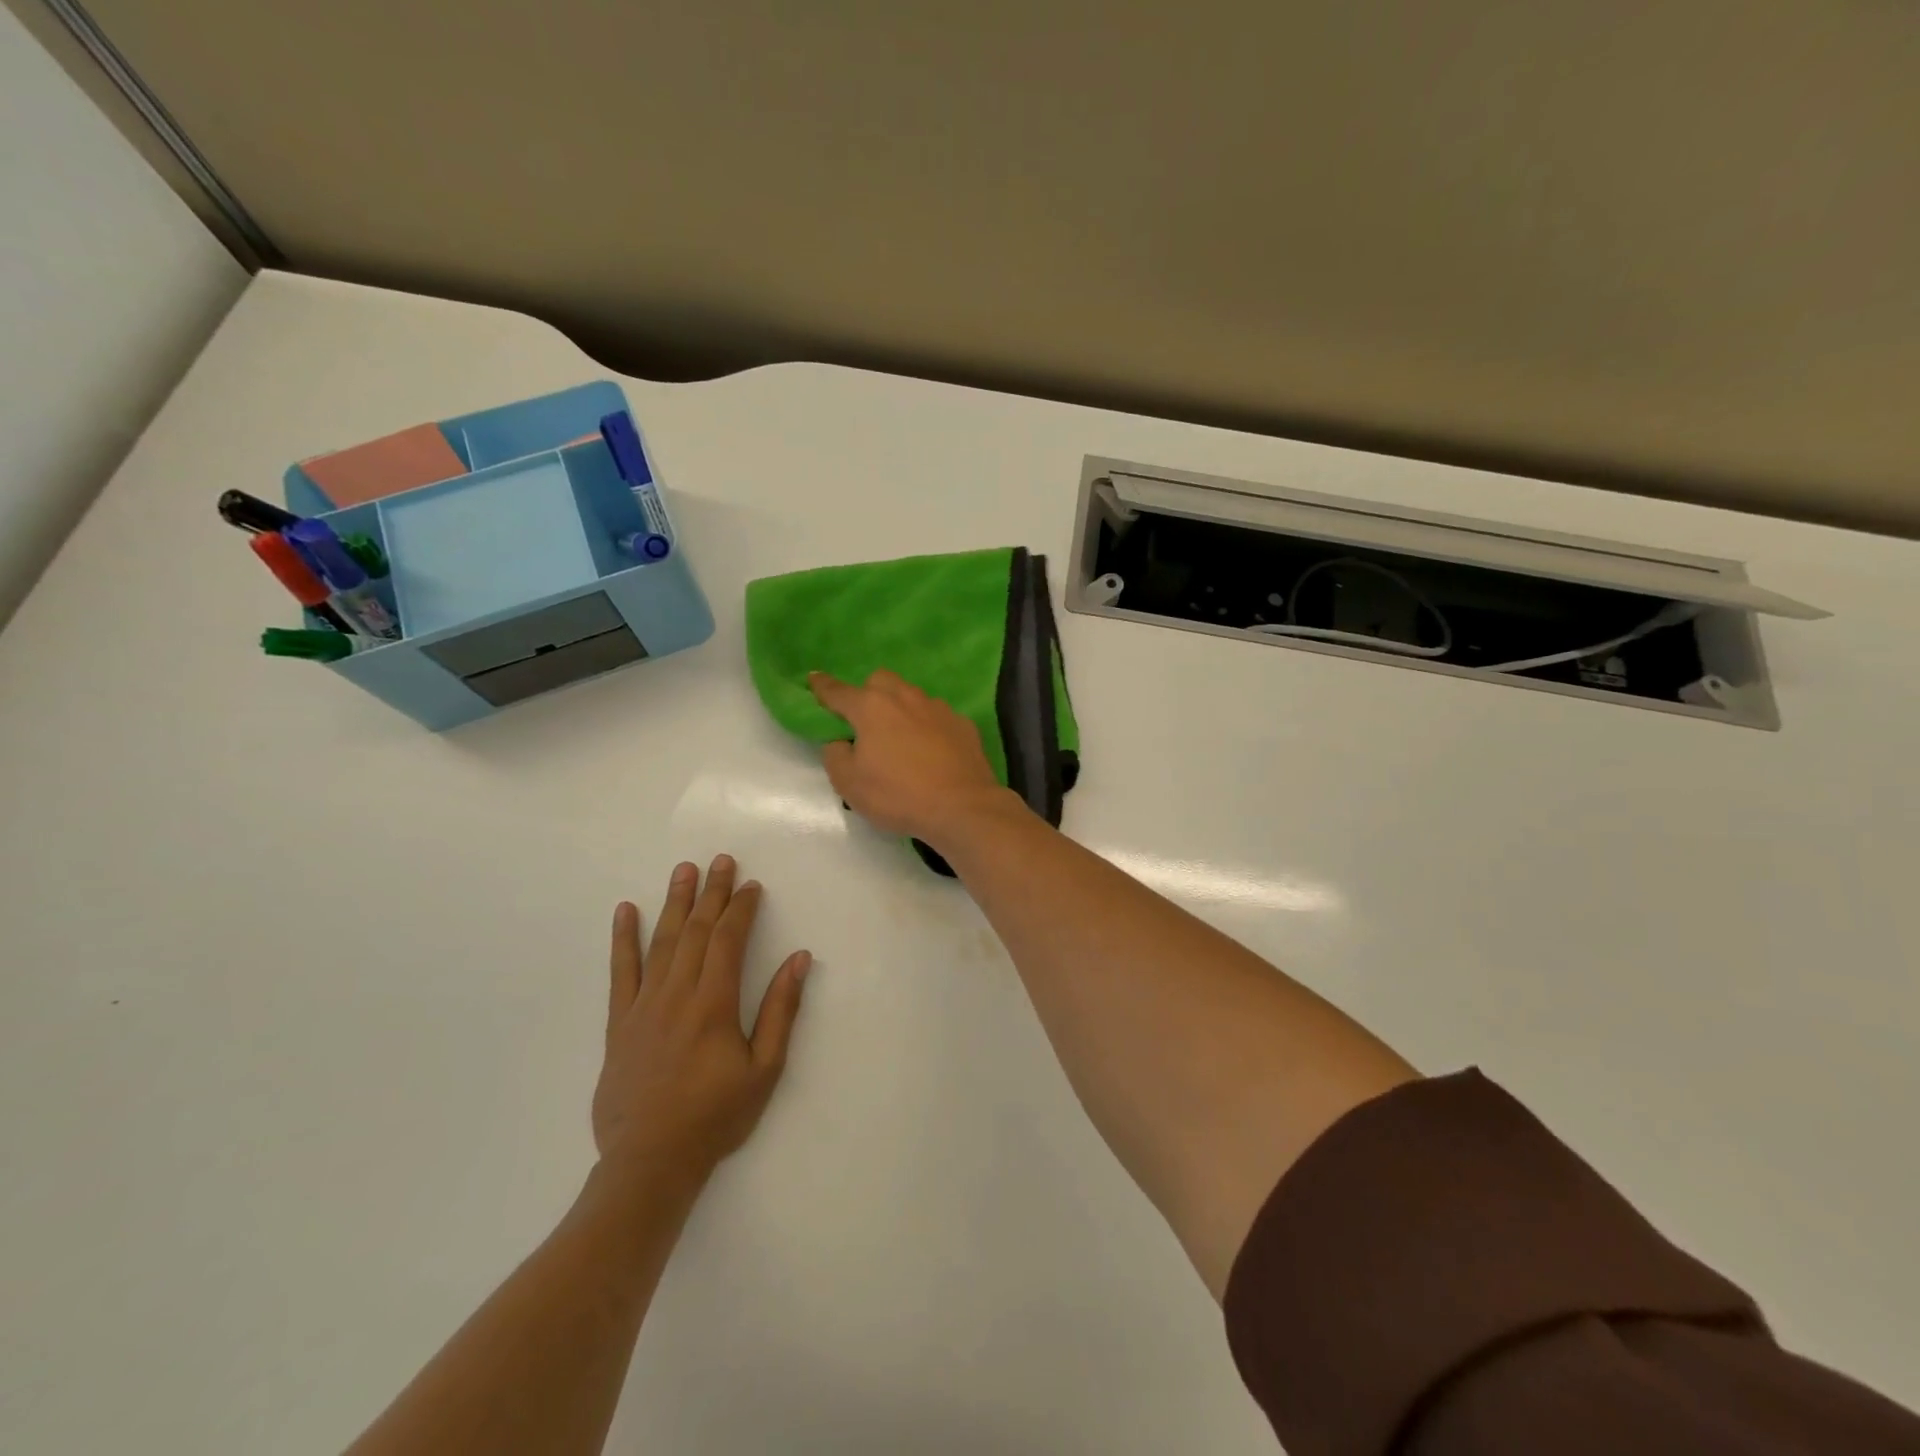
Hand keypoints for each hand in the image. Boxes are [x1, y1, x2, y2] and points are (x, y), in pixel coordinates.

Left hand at [592, 856, 810, 1181]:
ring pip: (661, 942)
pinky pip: (621, 972)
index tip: (750, 885)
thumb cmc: (715, 1116)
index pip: (728, 940)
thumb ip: (781, 1010)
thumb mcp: (764, 1068)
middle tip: (720, 860)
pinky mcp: (620, 1022)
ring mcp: (643, 1006)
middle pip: (696, 931)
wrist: (649, 1162)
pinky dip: (623, 939)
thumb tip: (800, 959)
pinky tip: (625, 911)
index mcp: (714, 1003)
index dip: (740, 908)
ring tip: (683, 870)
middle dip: (710, 893)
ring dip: (674, 902)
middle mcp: (677, 994)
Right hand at [810, 669, 1014, 844]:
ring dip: (901, 710)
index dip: (822, 687)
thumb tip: (841, 741)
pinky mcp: (963, 724)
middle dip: (868, 693)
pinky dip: (929, 728)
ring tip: (901, 739)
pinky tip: (932, 751)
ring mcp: (938, 708)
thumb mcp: (849, 784)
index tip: (813, 679)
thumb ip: (836, 755)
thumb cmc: (898, 795)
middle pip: (880, 681)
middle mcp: (905, 697)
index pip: (838, 691)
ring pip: (912, 696)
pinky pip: (938, 717)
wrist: (962, 807)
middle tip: (865, 722)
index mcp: (871, 708)